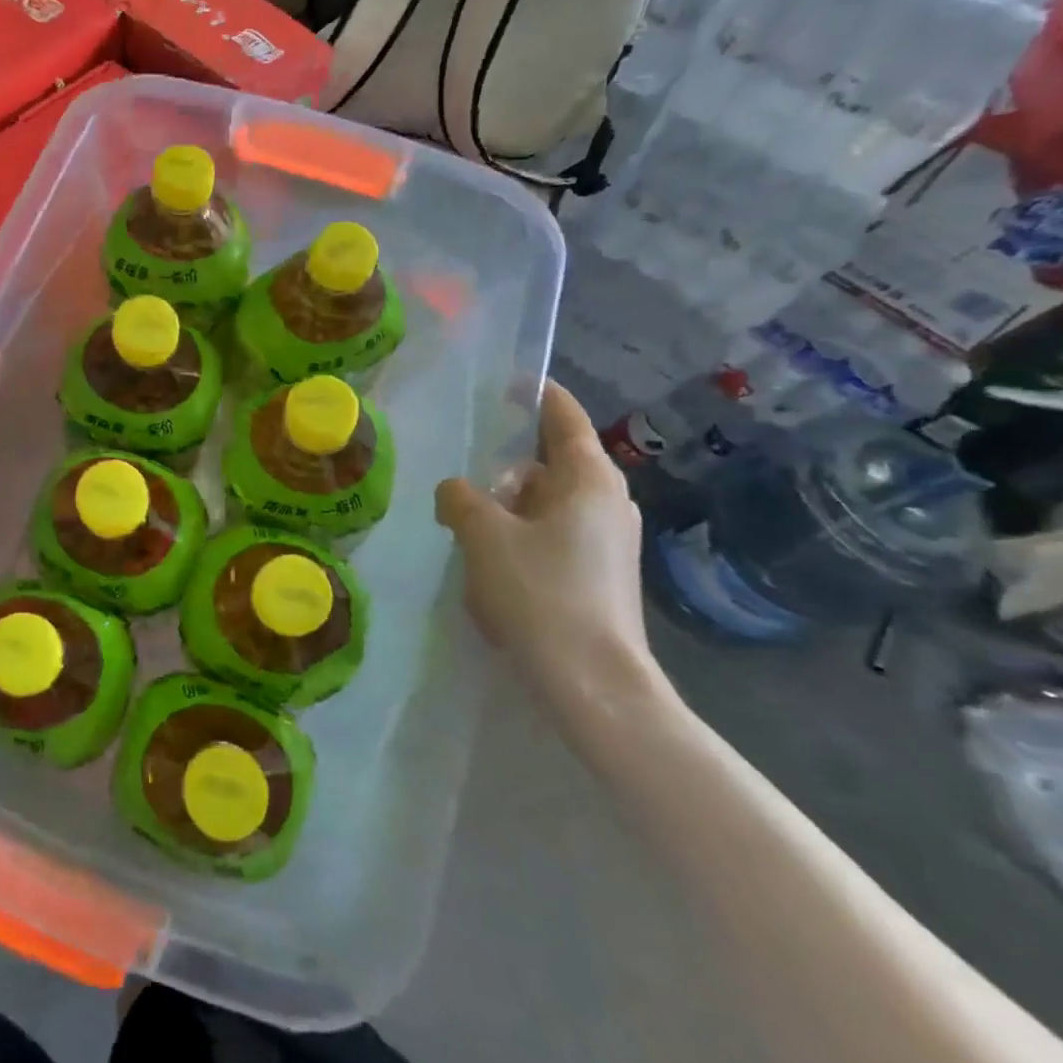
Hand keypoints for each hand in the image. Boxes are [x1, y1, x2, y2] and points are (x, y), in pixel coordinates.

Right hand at [436, 382, 660, 717]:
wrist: (592, 683)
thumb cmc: (540, 593)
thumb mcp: (483, 535)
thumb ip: (460, 499)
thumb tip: (455, 491)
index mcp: (589, 480)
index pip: (564, 418)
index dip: (538, 395)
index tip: (510, 380)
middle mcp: (607, 503)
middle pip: (549, 465)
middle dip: (504, 469)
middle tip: (461, 479)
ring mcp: (607, 542)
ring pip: (546, 505)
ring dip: (506, 509)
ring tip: (464, 526)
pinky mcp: (599, 576)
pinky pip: (551, 538)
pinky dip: (519, 539)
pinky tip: (489, 568)